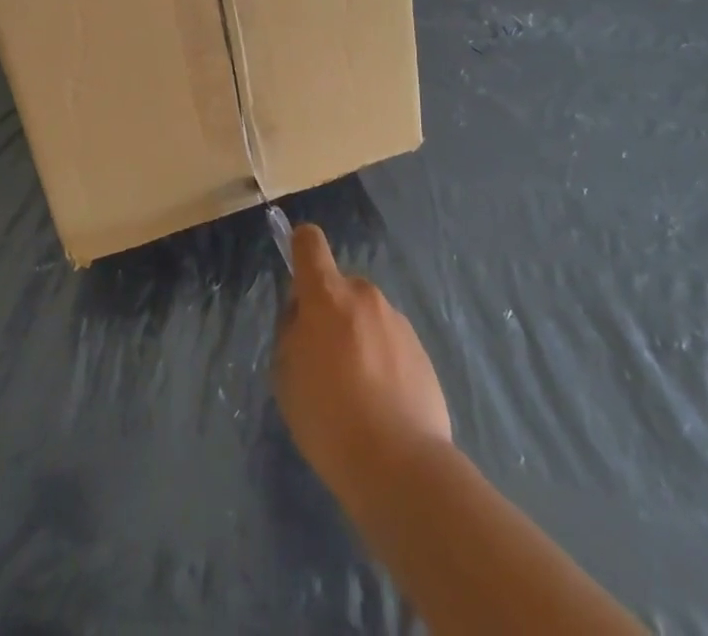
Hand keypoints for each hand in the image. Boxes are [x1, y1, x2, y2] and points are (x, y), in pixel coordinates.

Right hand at [274, 224, 453, 502]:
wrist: (400, 465)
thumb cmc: (329, 418)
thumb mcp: (287, 374)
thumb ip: (293, 332)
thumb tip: (305, 318)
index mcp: (327, 295)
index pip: (310, 242)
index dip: (300, 247)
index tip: (298, 275)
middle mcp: (365, 296)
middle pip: (339, 287)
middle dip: (329, 311)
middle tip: (322, 359)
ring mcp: (397, 321)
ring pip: (366, 316)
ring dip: (357, 336)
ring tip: (355, 391)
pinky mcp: (421, 350)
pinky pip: (390, 342)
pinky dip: (381, 360)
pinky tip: (380, 404)